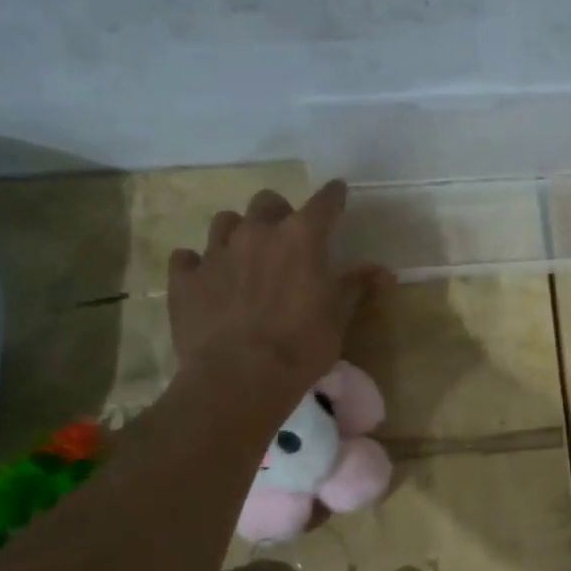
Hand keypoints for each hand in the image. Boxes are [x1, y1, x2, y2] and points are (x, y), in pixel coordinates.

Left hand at [166, 181, 388, 402]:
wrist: (240, 377)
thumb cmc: (302, 345)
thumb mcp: (339, 316)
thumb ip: (357, 286)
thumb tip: (386, 273)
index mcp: (301, 237)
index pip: (323, 202)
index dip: (333, 196)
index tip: (338, 192)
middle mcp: (257, 233)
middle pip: (267, 201)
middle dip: (279, 212)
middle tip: (286, 236)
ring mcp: (216, 253)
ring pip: (224, 221)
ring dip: (238, 232)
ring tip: (245, 255)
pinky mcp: (185, 279)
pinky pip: (186, 258)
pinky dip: (197, 264)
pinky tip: (206, 280)